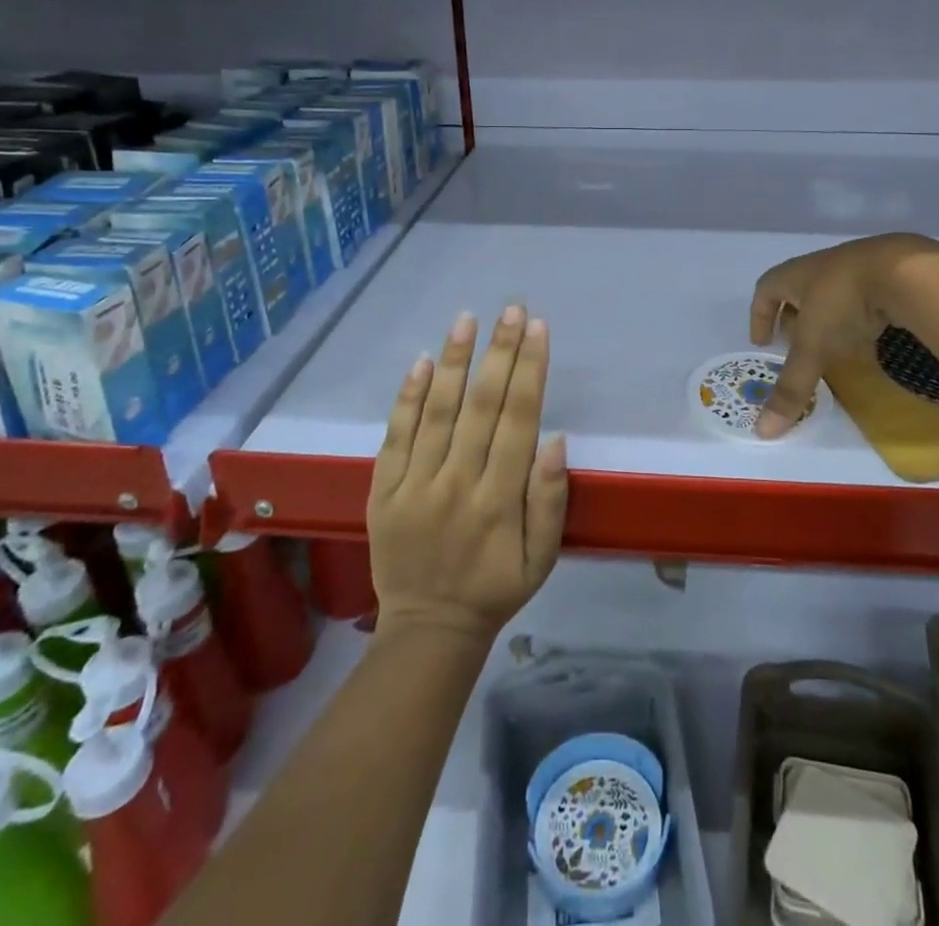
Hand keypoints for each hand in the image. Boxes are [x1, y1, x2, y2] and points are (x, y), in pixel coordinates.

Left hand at [368, 307, 568, 642]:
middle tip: (511, 309)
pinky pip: (395, 437)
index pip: (518, 419)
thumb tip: (555, 439)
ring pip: (437, 412)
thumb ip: (550, 499)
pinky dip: (407, 398)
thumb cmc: (496, 588)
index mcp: (500, 500)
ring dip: (455, 362)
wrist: (428, 629)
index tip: (538, 329)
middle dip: (500, 352)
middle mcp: (457, 484)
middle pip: (481, 406)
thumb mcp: (543, 558)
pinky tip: (422, 362)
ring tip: (467, 320)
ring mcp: (415, 485)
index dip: (530, 370)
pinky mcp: (383, 491)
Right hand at [749, 234, 938, 437]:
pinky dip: (859, 319)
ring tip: (833, 349)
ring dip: (827, 320)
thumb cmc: (843, 302)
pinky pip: (864, 298)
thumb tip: (763, 432)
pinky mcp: (889, 274)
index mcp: (796, 275)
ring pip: (832, 294)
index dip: (759, 315)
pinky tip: (870, 340)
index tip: (762, 343)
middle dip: (793, 319)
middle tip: (795, 348)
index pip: (766, 289)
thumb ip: (792, 387)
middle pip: (798, 290)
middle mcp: (823, 267)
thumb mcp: (813, 347)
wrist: (905, 270)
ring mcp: (858, 267)